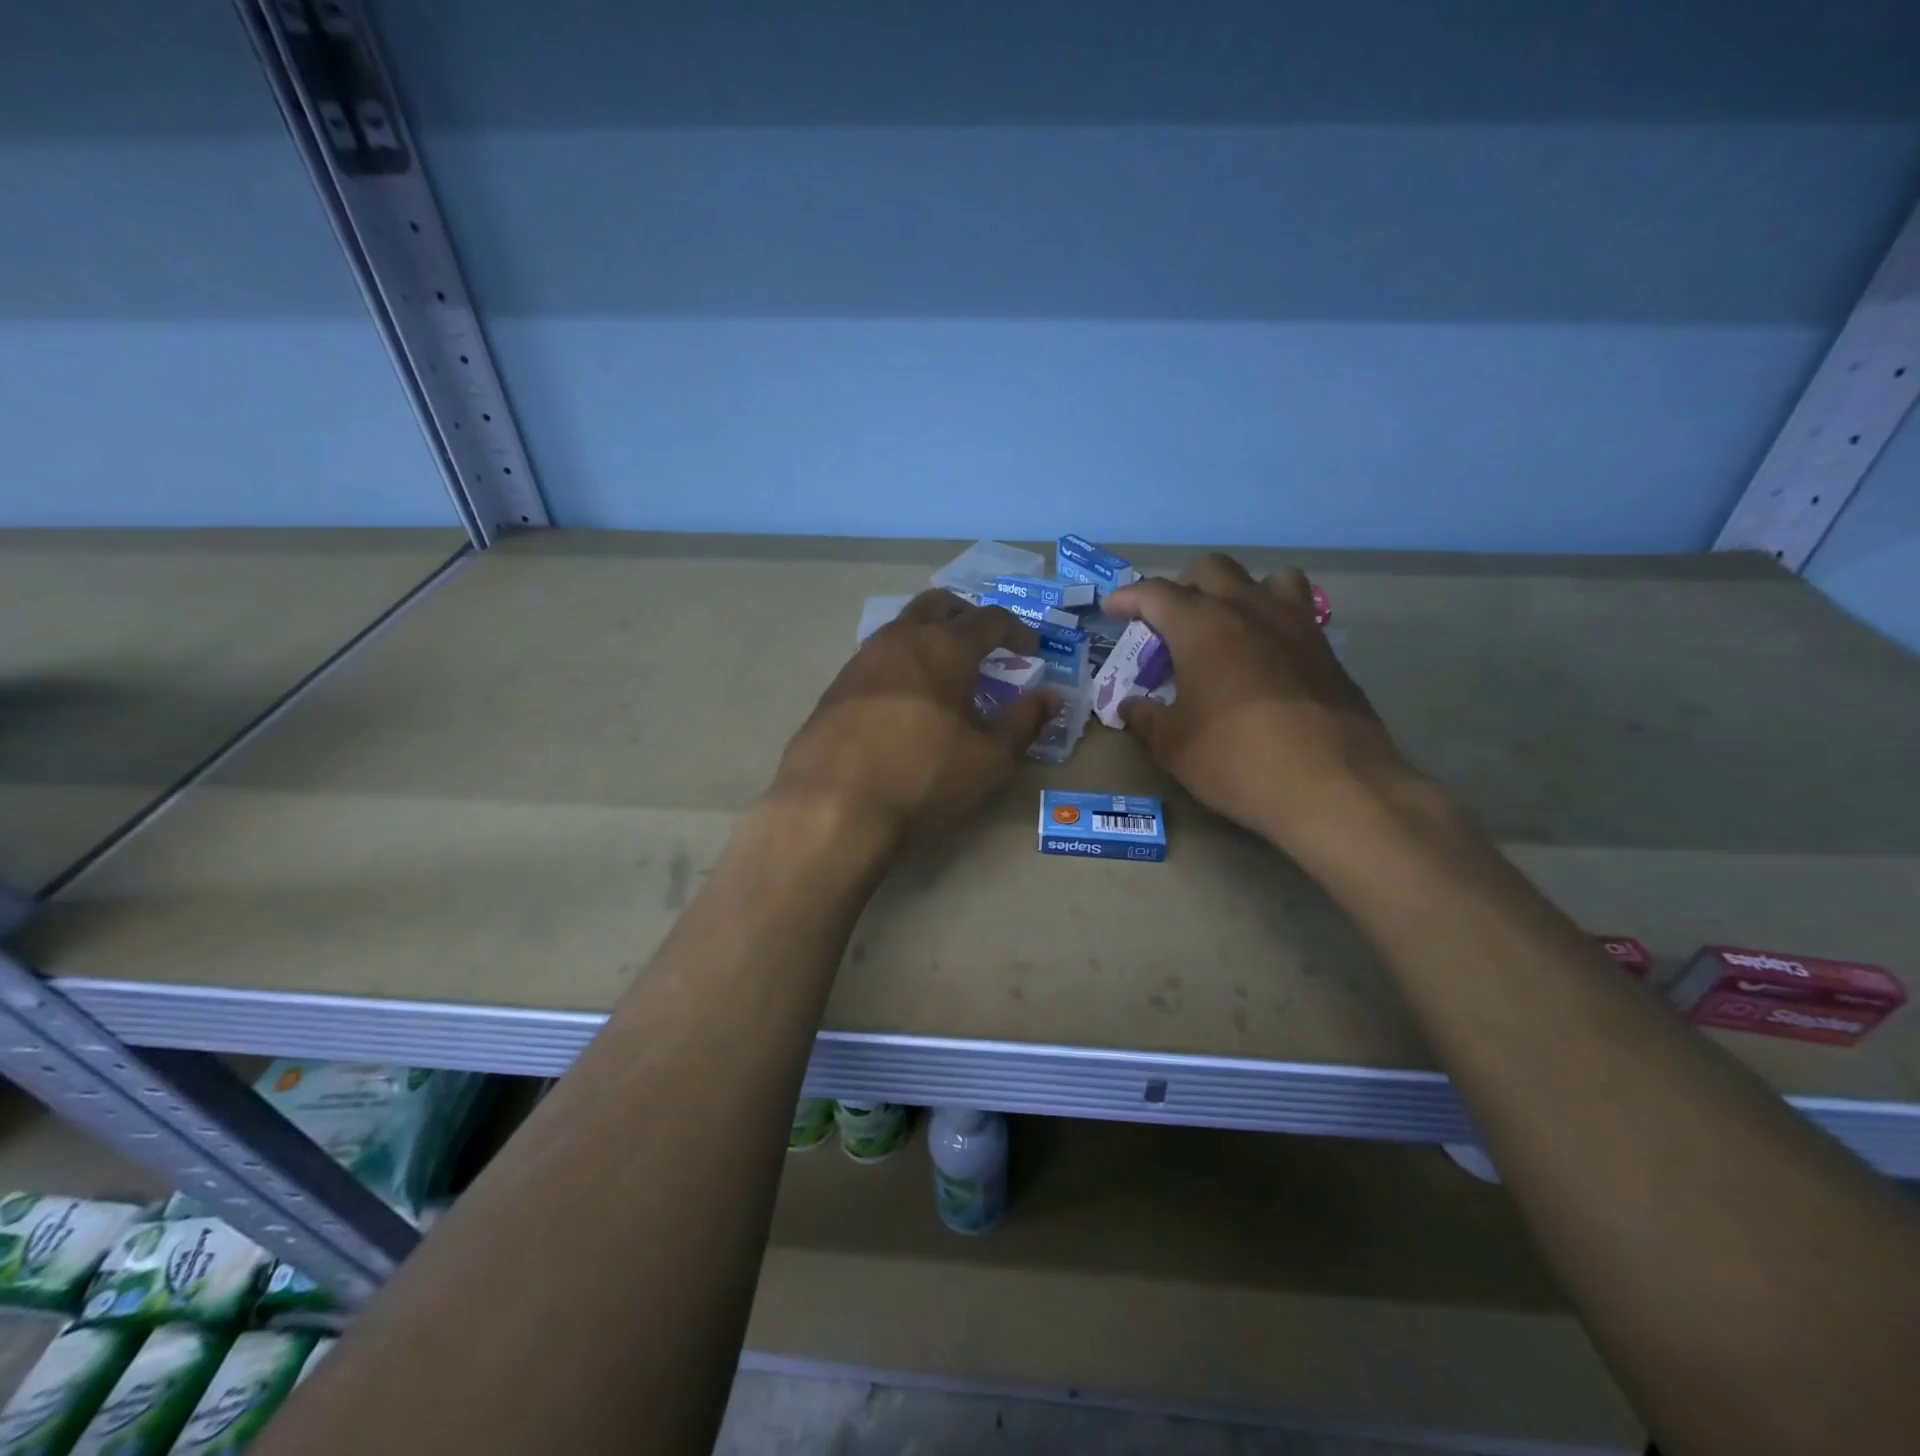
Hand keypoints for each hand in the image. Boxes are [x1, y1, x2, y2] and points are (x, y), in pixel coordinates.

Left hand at [770, 590, 1059, 846]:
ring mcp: (862, 660)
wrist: (833, 805)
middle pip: (938, 604)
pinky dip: (901, 665)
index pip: (990, 618)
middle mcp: (901, 639)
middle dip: (967, 615)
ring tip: (945, 674)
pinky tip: (905, 702)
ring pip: (902, 627)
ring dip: (929, 638)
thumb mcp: (990, 758)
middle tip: (985, 644)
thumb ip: (1024, 722)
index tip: (1030, 650)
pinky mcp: (835, 687)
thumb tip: (1052, 696)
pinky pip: (877, 659)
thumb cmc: (925, 776)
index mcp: (945, 646)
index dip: (1017, 630)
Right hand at [1105, 555, 1423, 857]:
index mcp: (1201, 625)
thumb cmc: (1236, 759)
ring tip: (1227, 628)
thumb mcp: (1173, 745)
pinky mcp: (1327, 650)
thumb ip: (1147, 717)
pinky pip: (1297, 613)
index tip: (1113, 609)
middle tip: (1169, 624)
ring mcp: (1295, 625)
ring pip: (1266, 579)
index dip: (1128, 598)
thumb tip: (1133, 705)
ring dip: (1239, 593)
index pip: (1155, 593)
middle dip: (1183, 587)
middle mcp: (1249, 609)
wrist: (1332, 785)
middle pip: (1211, 570)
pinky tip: (1265, 660)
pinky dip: (1273, 622)